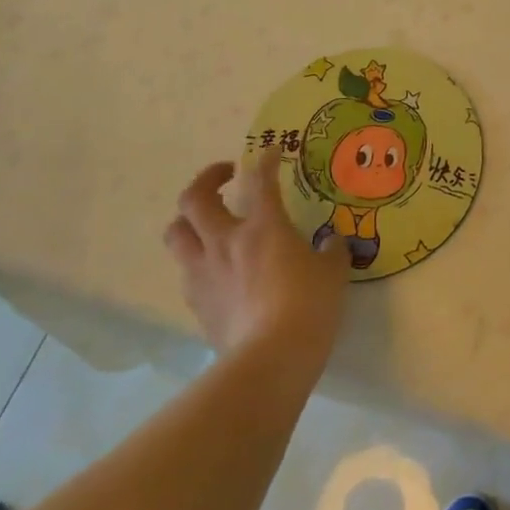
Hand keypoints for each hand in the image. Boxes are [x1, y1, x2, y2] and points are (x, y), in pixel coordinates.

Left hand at [163, 159, 349, 356]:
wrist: (271, 357)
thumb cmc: (309, 306)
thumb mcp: (333, 273)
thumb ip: (332, 251)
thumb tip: (333, 242)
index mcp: (264, 227)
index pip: (260, 180)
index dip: (264, 161)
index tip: (270, 152)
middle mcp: (225, 241)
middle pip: (194, 198)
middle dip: (207, 180)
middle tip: (225, 177)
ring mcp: (204, 272)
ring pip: (176, 233)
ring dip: (188, 221)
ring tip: (207, 223)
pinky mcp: (196, 303)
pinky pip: (186, 271)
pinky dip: (197, 261)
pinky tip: (215, 270)